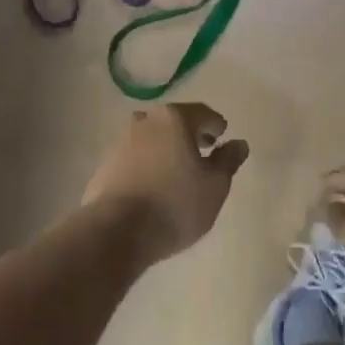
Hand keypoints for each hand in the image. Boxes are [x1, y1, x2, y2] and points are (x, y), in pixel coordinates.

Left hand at [83, 103, 248, 266]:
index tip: (223, 136)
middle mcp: (146, 120)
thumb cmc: (174, 204)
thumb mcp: (214, 186)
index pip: (202, 113)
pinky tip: (153, 184)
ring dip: (166, 147)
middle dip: (190, 133)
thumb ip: (228, 161)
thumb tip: (239, 143)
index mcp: (174, 118)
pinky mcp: (106, 163)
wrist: (116, 231)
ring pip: (152, 137)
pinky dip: (148, 163)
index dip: (216, 124)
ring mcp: (122, 140)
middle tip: (204, 150)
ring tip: (177, 170)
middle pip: (174, 121)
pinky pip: (135, 156)